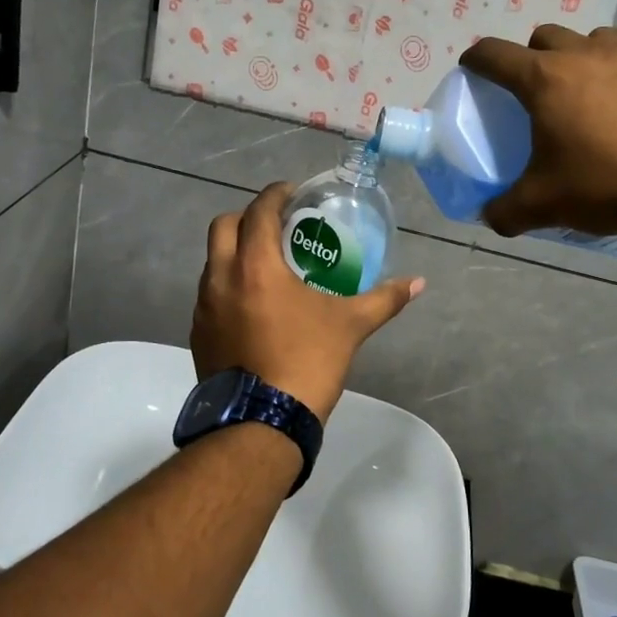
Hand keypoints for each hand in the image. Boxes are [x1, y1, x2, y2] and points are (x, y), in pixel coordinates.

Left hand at [191, 183, 424, 422]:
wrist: (261, 423)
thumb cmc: (306, 362)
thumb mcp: (350, 326)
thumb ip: (384, 299)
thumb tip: (418, 282)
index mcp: (255, 266)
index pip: (259, 211)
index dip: (275, 195)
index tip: (292, 193)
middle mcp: (220, 278)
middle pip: (223, 227)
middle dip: (247, 217)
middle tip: (276, 226)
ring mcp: (203, 307)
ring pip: (212, 262)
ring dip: (234, 253)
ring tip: (266, 266)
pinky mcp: (198, 334)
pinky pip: (209, 294)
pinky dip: (228, 286)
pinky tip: (252, 306)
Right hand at [459, 25, 616, 236]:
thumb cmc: (605, 184)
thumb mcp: (543, 205)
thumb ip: (506, 210)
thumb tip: (491, 217)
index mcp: (545, 79)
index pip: (494, 54)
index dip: (477, 59)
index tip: (472, 68)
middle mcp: (586, 54)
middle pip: (546, 37)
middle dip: (533, 56)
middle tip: (537, 89)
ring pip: (597, 40)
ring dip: (585, 58)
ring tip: (592, 92)